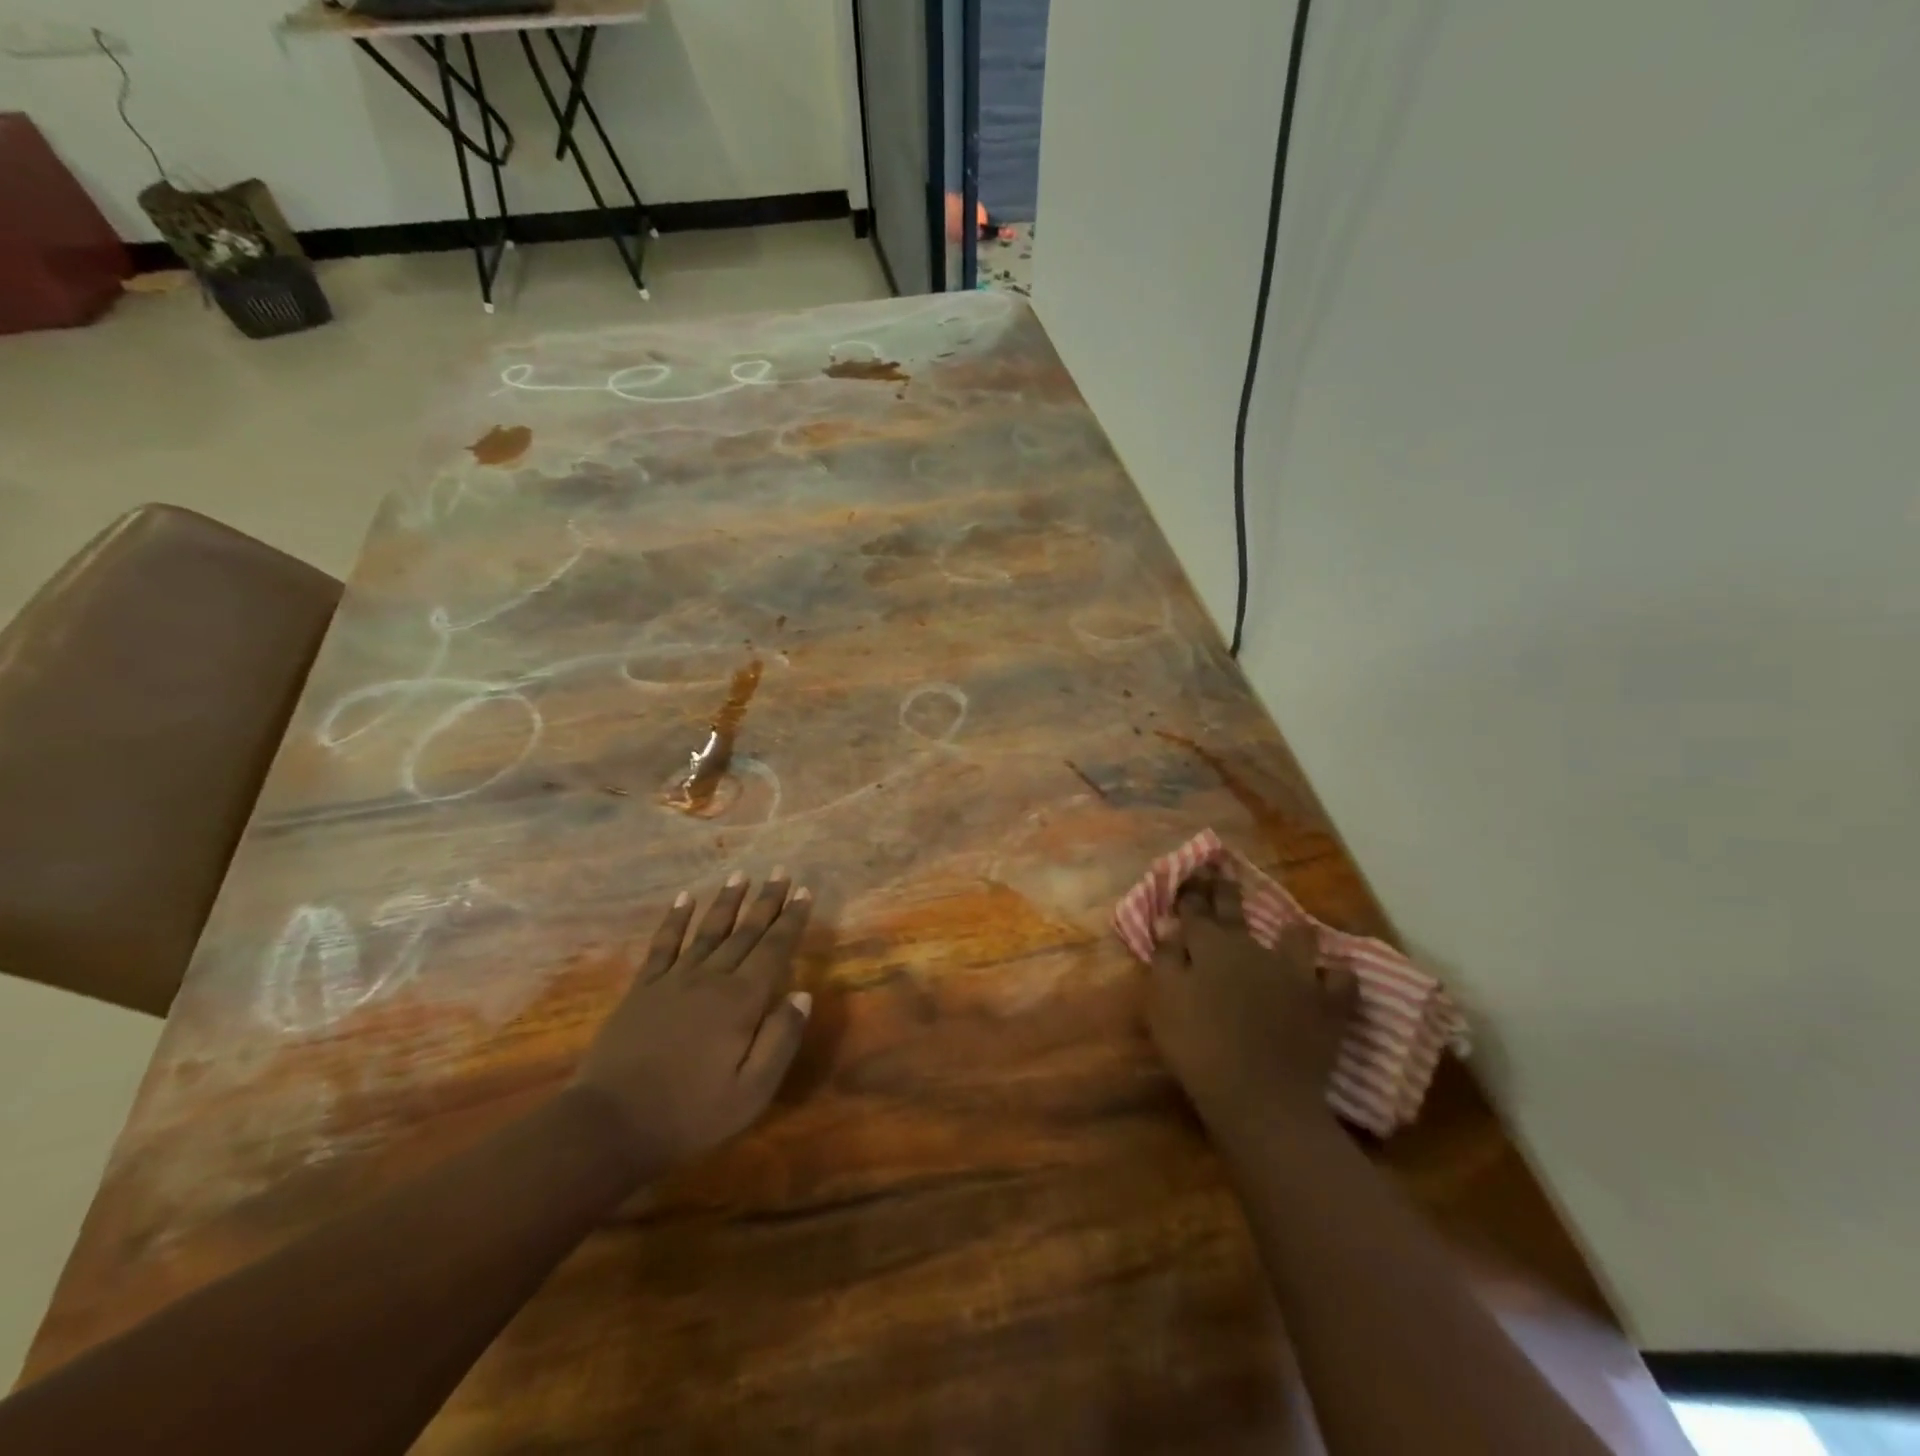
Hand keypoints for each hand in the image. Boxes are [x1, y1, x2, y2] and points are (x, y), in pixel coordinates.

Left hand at [571, 871, 813, 1179]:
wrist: (610, 1124)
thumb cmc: (690, 1114)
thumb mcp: (751, 1092)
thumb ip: (781, 1040)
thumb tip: (802, 994)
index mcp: (741, 1002)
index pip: (774, 950)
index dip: (791, 920)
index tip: (804, 892)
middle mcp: (710, 979)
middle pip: (744, 932)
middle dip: (766, 901)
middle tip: (781, 872)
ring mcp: (673, 980)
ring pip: (708, 930)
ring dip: (727, 901)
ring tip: (742, 874)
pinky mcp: (643, 989)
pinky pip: (663, 944)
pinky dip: (675, 919)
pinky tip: (684, 898)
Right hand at [1144, 869, 1356, 1138]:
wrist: (1259, 1095)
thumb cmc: (1198, 1045)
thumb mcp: (1164, 1000)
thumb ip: (1166, 957)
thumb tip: (1169, 922)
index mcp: (1210, 946)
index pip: (1195, 909)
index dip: (1190, 889)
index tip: (1190, 868)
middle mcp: (1252, 948)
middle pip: (1236, 910)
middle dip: (1225, 889)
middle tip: (1222, 869)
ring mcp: (1294, 973)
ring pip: (1296, 938)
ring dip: (1291, 930)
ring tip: (1291, 926)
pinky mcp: (1326, 1004)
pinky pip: (1339, 981)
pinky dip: (1336, 976)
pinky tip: (1334, 975)